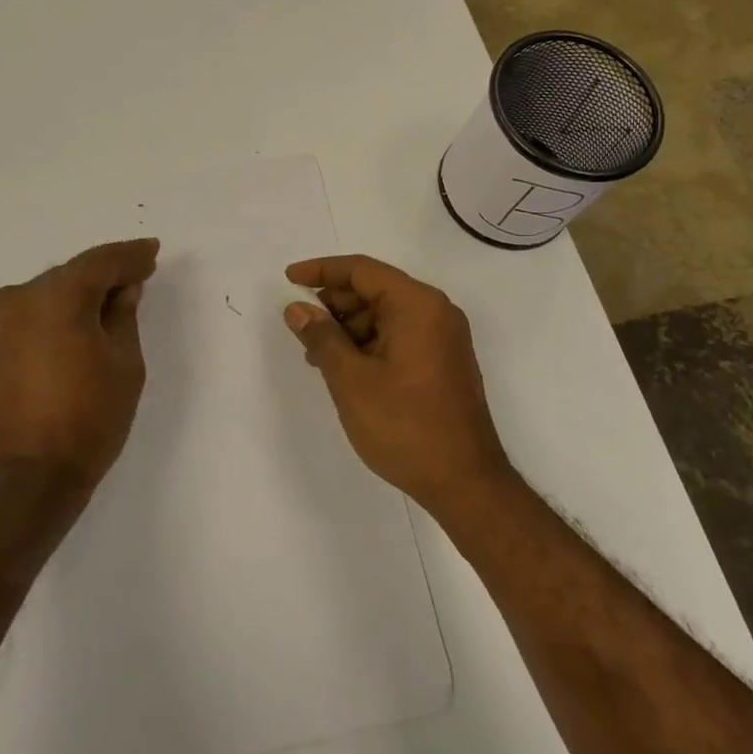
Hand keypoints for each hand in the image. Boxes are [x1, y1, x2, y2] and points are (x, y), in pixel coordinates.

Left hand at [0, 239, 159, 493]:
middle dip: (104, 276)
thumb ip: (124, 317)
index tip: (152, 252)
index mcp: (57, 296)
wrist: (24, 480)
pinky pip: (27, 319)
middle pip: (71, 276)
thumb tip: (122, 291)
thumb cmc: (88, 420)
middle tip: (135, 280)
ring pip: (46, 296)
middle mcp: (18, 298)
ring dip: (75, 298)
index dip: (131, 256)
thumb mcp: (124, 365)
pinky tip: (70, 332)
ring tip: (105, 308)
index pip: (101, 262)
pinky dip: (51, 318)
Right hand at [283, 255, 511, 511]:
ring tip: (317, 356)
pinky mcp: (442, 362)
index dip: (321, 271)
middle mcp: (435, 312)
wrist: (464, 482)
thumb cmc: (405, 425)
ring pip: (385, 315)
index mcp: (418, 305)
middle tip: (300, 328)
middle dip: (334, 304)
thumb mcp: (351, 379)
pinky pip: (399, 336)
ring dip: (348, 328)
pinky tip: (344, 368)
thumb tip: (298, 308)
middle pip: (375, 290)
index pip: (362, 270)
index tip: (288, 279)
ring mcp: (443, 338)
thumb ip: (321, 337)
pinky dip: (368, 344)